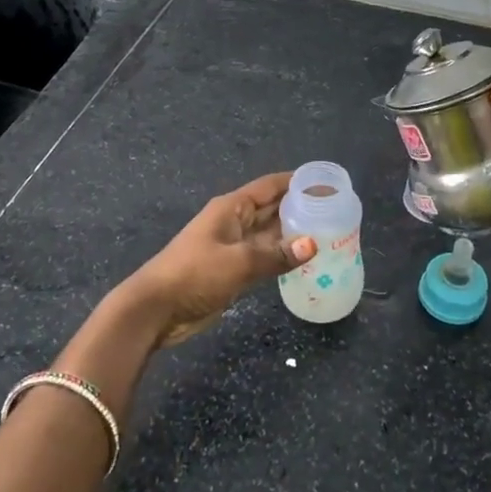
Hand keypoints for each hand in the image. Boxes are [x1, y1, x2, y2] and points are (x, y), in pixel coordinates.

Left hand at [117, 173, 314, 347]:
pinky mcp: (232, 270)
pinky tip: (304, 260)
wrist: (155, 310)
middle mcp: (234, 222)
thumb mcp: (238, 262)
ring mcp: (233, 247)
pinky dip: (282, 256)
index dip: (296, 181)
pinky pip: (264, 257)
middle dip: (300, 207)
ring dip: (294, 233)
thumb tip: (313, 245)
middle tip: (335, 210)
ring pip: (270, 234)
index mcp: (232, 208)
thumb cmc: (194, 274)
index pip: (270, 186)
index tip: (325, 182)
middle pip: (272, 208)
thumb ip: (276, 254)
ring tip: (328, 233)